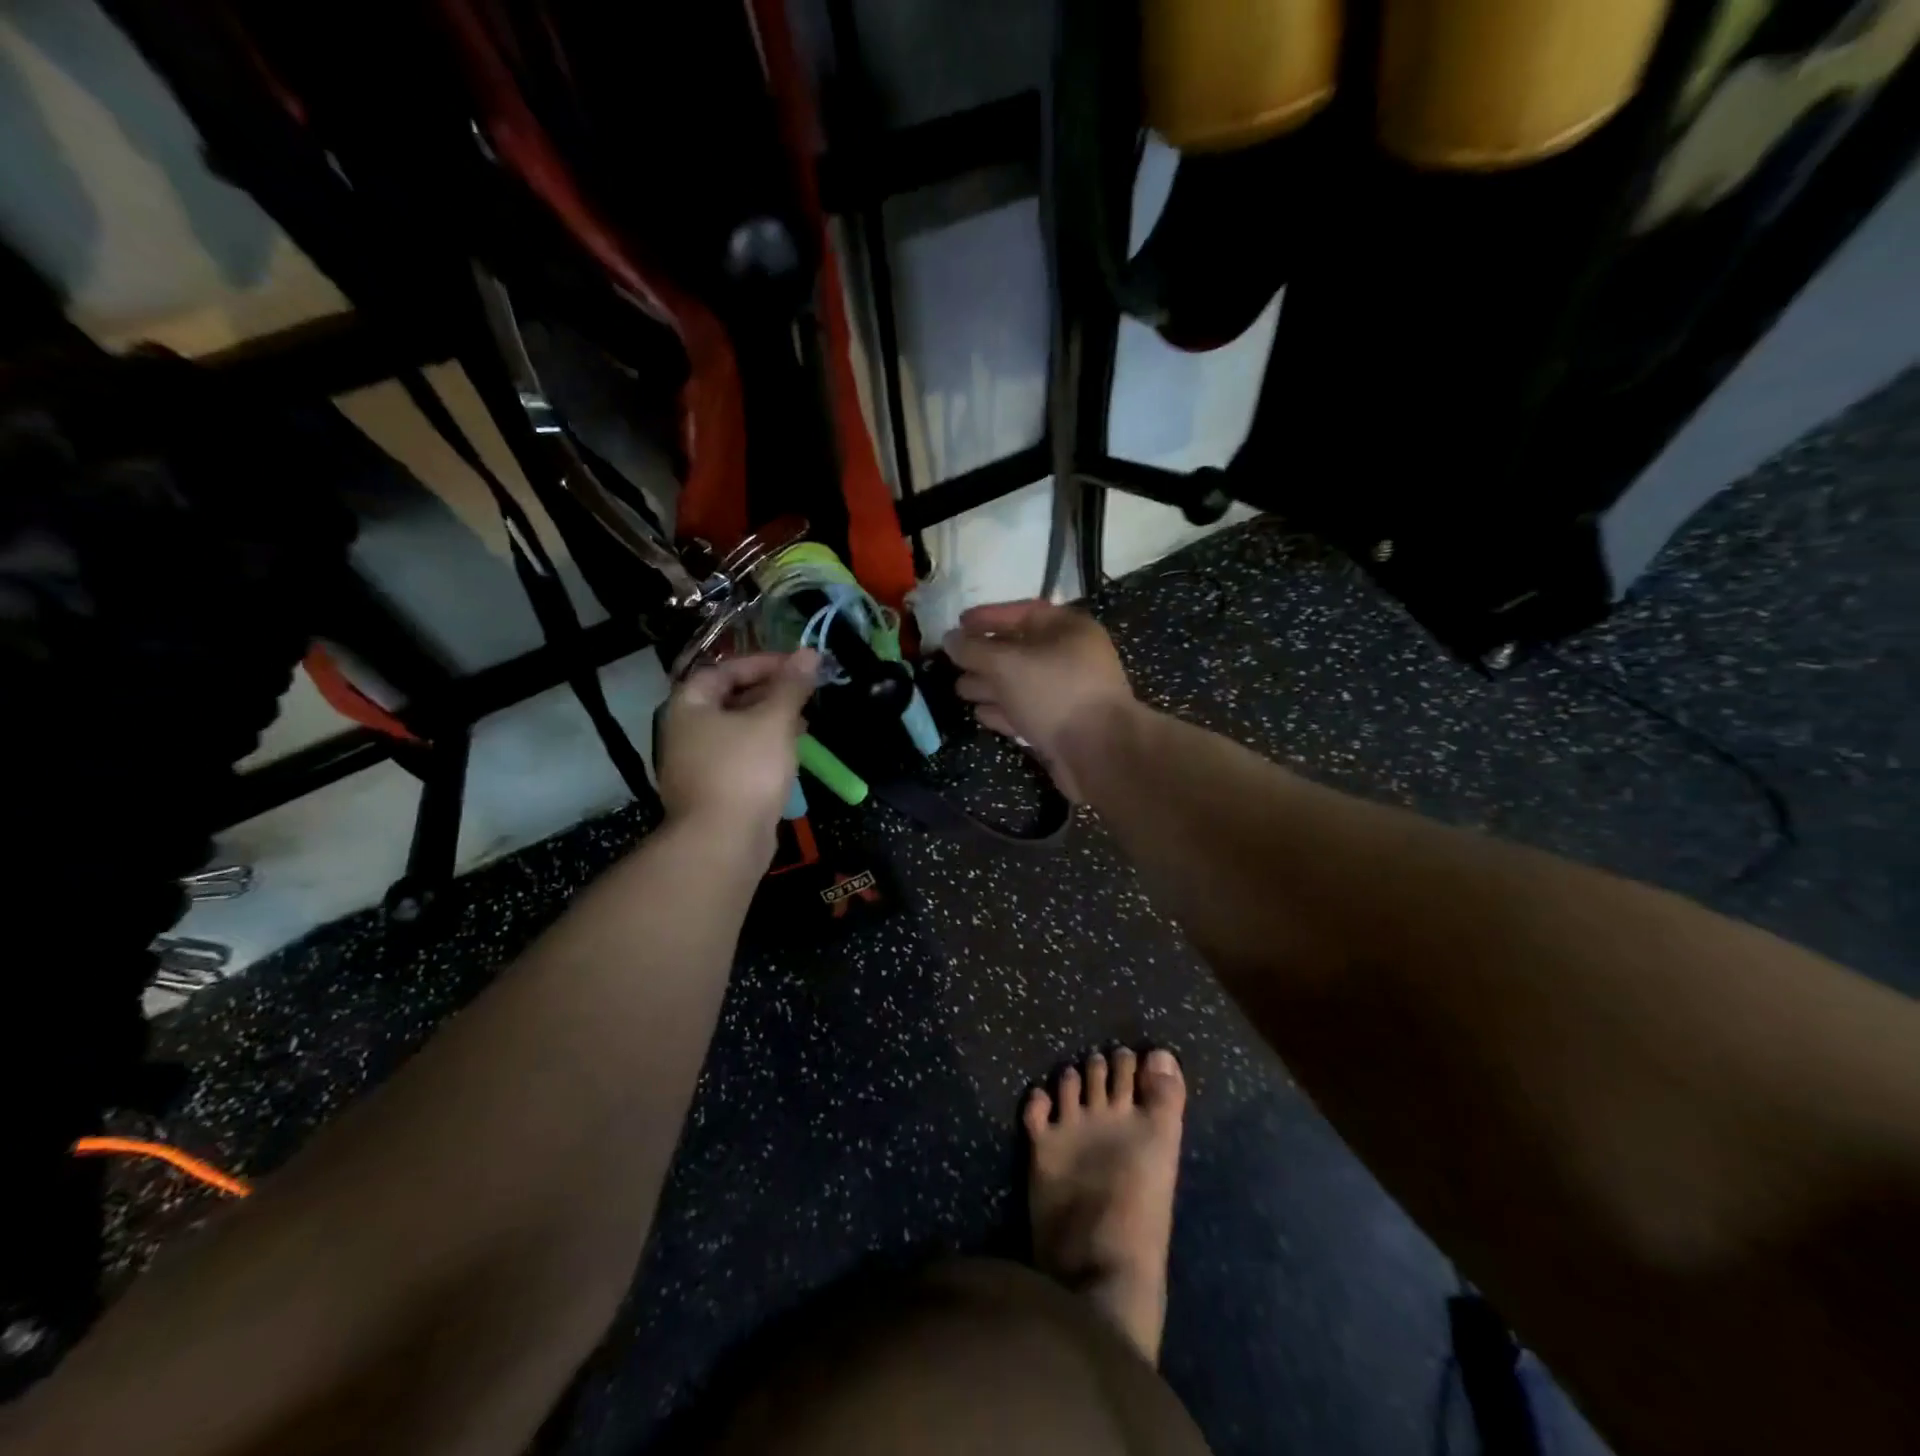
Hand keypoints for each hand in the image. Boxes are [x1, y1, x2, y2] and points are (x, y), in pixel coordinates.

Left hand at [657, 651, 818, 836]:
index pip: (724, 670)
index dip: (761, 663)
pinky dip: (763, 748)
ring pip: (736, 730)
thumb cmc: (745, 770)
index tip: (797, 666)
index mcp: (690, 706)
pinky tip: (790, 755)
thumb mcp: (774, 720)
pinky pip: (739, 757)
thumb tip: (810, 653)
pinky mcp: (711, 790)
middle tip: (803, 693)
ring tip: (804, 723)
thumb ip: (792, 686)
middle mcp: (685, 731)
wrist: (722, 842)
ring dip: (769, 722)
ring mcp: (695, 764)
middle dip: (768, 692)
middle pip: (728, 699)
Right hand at [943, 601, 1136, 800]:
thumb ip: (974, 649)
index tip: (958, 624)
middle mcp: (1071, 657)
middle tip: (953, 662)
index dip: (989, 617)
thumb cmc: (1054, 693)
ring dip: (989, 685)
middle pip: (1021, 650)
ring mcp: (1068, 694)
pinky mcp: (1062, 726)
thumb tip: (950, 639)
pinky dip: (1004, 710)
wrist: (1098, 752)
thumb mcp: (1007, 664)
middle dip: (984, 656)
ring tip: (959, 689)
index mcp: (1069, 630)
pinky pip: (1027, 710)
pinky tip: (980, 714)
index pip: (1024, 612)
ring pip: (1021, 683)